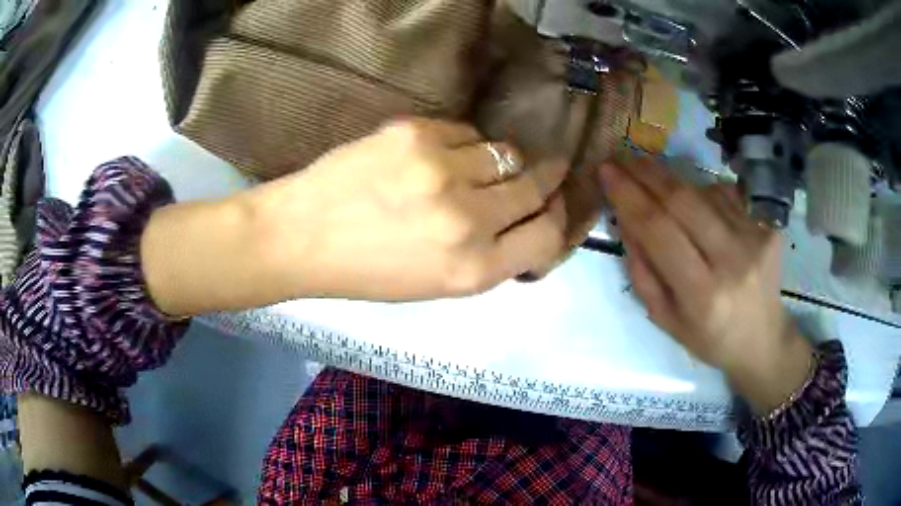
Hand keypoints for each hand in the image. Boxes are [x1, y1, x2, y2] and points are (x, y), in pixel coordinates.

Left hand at [247, 118, 569, 300]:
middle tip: (546, 170)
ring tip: (479, 167)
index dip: (556, 219)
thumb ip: (489, 256)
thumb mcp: (437, 285)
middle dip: (545, 180)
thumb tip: (526, 219)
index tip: (553, 205)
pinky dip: (464, 143)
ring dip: (502, 161)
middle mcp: (468, 220)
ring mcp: (442, 170)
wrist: (301, 236)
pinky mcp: (415, 134)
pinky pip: (466, 131)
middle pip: (535, 187)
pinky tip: (439, 155)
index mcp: (473, 270)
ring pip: (506, 153)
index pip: (548, 236)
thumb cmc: (367, 272)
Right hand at [600, 158, 813, 413]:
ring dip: (672, 180)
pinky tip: (696, 204)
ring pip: (704, 191)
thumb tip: (626, 221)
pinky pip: (726, 196)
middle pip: (683, 200)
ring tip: (654, 180)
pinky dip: (702, 192)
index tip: (606, 171)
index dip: (628, 196)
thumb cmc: (709, 338)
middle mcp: (732, 261)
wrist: (763, 339)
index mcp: (702, 295)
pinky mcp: (768, 227)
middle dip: (647, 173)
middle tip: (623, 157)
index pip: (659, 230)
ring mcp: (755, 239)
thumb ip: (642, 273)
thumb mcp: (665, 319)